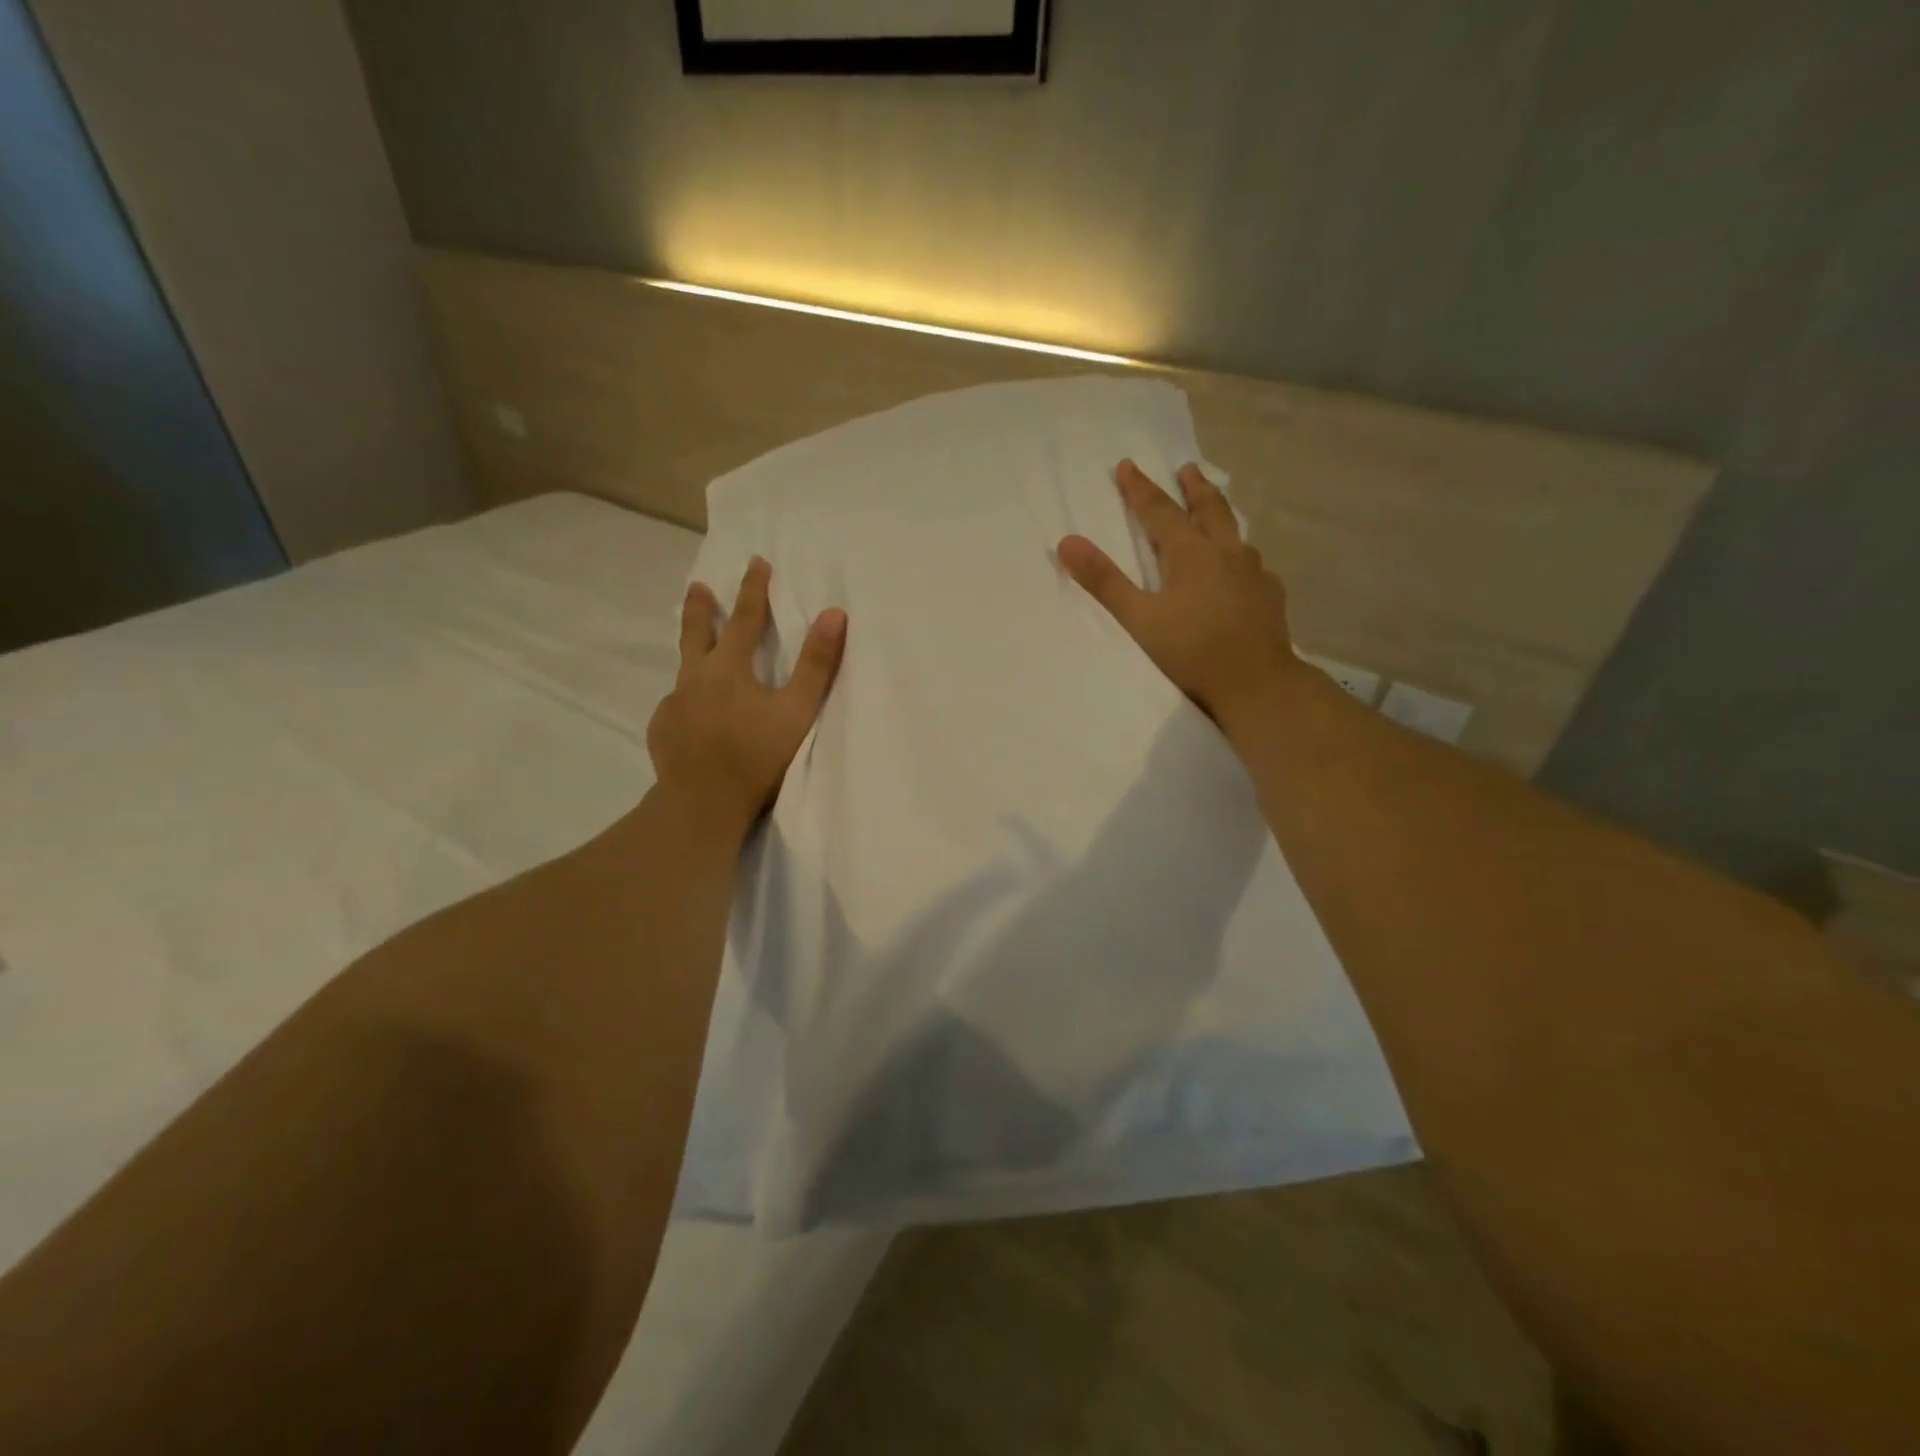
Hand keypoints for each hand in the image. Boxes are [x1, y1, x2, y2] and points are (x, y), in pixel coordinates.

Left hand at [647, 557, 846, 832]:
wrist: (702, 805)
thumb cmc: (757, 757)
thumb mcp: (797, 710)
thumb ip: (816, 664)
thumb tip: (834, 613)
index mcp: (728, 668)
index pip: (744, 618)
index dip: (753, 589)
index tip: (756, 562)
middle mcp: (695, 679)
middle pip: (696, 633)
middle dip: (701, 607)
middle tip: (698, 586)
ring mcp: (674, 705)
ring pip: (684, 672)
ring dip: (693, 658)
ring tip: (700, 663)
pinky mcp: (663, 731)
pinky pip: (677, 708)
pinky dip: (688, 704)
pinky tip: (693, 719)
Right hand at [1058, 460, 1301, 736]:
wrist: (1256, 684)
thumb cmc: (1192, 652)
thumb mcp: (1139, 619)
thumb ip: (1104, 581)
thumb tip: (1067, 542)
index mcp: (1190, 553)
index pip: (1159, 511)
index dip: (1139, 489)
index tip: (1127, 466)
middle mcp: (1226, 553)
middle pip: (1209, 509)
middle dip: (1193, 487)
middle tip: (1187, 469)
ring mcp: (1254, 573)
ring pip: (1236, 533)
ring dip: (1220, 516)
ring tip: (1215, 513)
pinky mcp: (1271, 595)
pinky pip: (1254, 563)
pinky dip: (1241, 555)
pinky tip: (1243, 569)